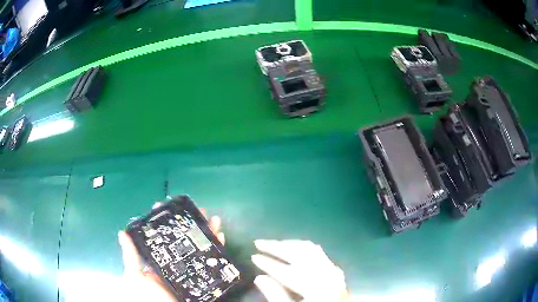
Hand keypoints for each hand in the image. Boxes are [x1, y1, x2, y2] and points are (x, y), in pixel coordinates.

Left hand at [118, 211, 223, 300]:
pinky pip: (214, 263)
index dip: (165, 223)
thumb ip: (132, 258)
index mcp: (159, 263)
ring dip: (208, 233)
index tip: (167, 207)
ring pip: (201, 249)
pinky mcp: (205, 280)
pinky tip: (222, 236)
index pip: (162, 238)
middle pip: (184, 241)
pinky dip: (219, 249)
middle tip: (197, 209)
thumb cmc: (149, 298)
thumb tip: (122, 232)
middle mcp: (176, 265)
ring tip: (213, 217)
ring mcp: (191, 272)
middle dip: (191, 224)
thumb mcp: (136, 278)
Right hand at [252, 240, 348, 301]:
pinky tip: (294, 251)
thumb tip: (259, 278)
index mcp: (315, 287)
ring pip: (310, 249)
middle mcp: (327, 274)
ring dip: (290, 245)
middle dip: (277, 247)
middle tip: (259, 243)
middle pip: (300, 253)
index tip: (253, 256)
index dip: (268, 263)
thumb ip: (277, 296)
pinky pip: (318, 253)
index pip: (287, 271)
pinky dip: (303, 249)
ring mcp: (333, 271)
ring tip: (274, 245)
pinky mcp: (335, 272)